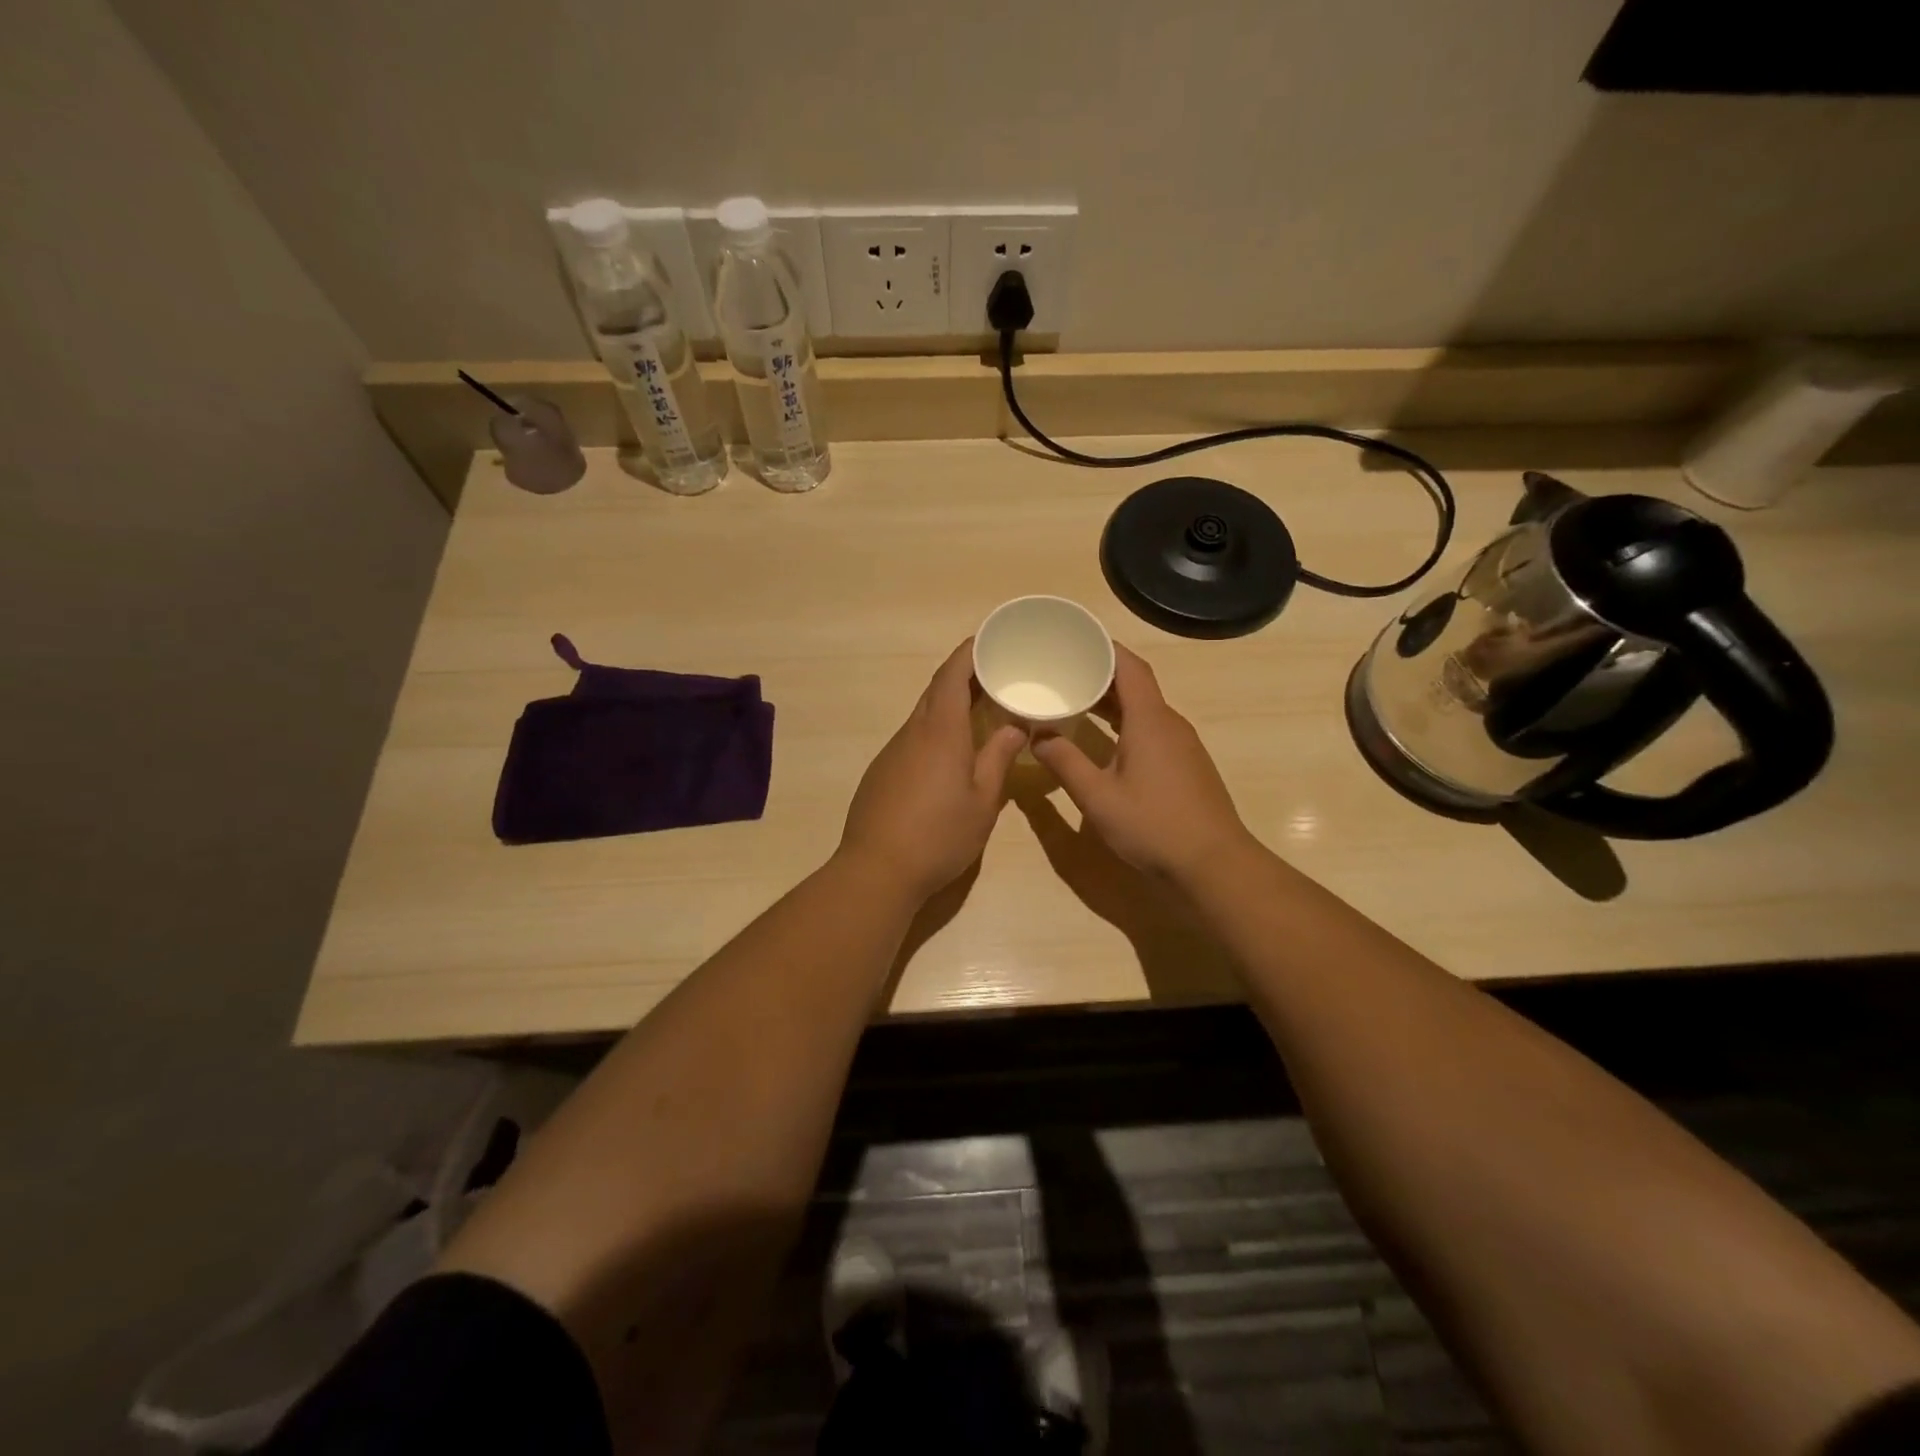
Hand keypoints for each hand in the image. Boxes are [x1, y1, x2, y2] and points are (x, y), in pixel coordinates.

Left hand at [837, 640, 1026, 901]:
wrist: (877, 870)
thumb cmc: (939, 835)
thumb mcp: (982, 801)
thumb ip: (998, 758)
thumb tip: (1014, 726)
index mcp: (940, 731)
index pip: (952, 675)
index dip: (969, 653)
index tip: (989, 641)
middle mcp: (912, 732)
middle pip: (936, 691)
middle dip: (964, 677)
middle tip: (995, 677)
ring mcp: (892, 752)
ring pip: (924, 716)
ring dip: (949, 706)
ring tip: (979, 713)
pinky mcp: (881, 773)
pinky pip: (913, 739)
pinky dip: (935, 732)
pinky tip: (949, 755)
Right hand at [1031, 643, 1254, 883]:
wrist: (1213, 864)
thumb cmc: (1153, 826)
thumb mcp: (1097, 797)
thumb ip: (1065, 762)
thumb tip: (1038, 735)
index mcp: (1149, 720)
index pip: (1129, 666)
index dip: (1104, 647)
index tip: (1074, 639)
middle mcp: (1169, 723)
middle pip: (1136, 684)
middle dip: (1100, 673)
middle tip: (1063, 671)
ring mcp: (1182, 744)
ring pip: (1144, 708)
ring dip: (1112, 701)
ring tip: (1076, 701)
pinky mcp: (1186, 764)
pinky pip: (1152, 729)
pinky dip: (1125, 723)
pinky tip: (1105, 740)